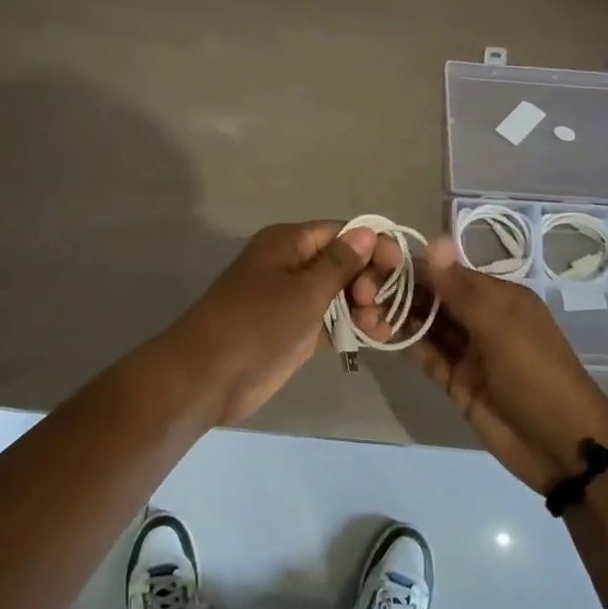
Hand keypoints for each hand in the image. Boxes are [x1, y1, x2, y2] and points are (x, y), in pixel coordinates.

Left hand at [167, 221, 386, 425]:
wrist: (209, 377)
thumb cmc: (257, 325)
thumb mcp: (304, 291)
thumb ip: (339, 263)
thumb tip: (367, 232)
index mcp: (288, 243)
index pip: (342, 232)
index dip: (373, 245)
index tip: (399, 267)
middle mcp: (292, 264)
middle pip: (344, 261)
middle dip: (368, 279)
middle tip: (372, 305)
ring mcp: (292, 298)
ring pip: (340, 292)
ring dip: (364, 305)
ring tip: (377, 328)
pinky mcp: (294, 328)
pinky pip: (331, 318)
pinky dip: (351, 325)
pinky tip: (374, 337)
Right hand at [357, 238, 607, 491]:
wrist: (561, 445)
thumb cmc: (535, 374)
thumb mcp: (500, 325)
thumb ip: (460, 288)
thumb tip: (434, 241)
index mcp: (498, 297)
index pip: (447, 273)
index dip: (413, 267)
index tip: (372, 261)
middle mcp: (481, 318)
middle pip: (434, 298)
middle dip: (399, 292)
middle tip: (356, 288)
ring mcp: (468, 351)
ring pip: (426, 326)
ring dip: (397, 316)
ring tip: (358, 308)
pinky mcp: (457, 381)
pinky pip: (426, 356)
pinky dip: (404, 344)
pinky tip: (375, 333)